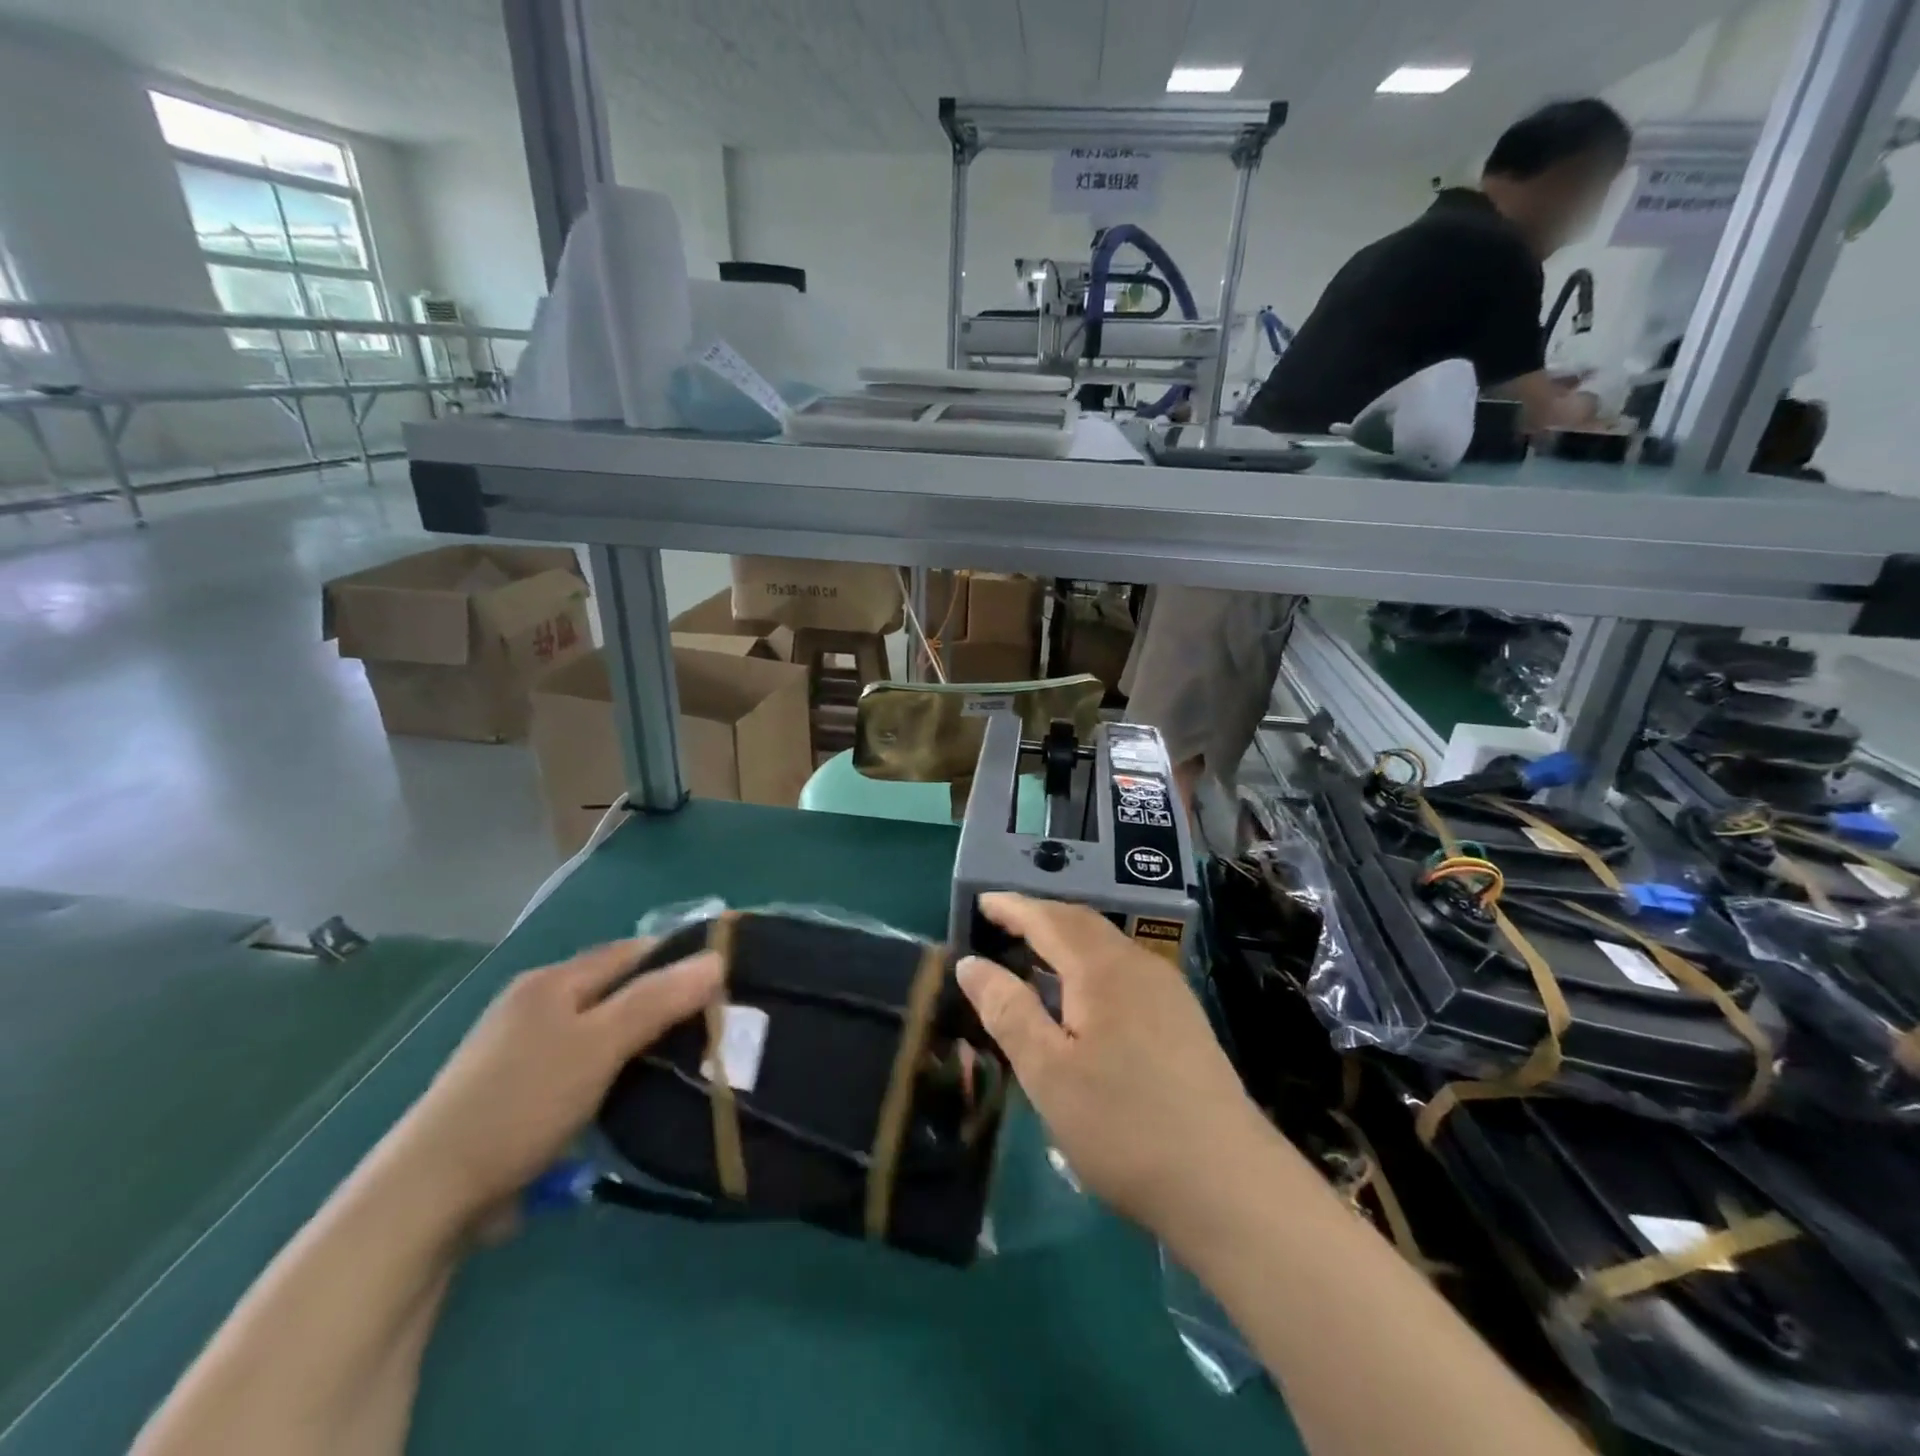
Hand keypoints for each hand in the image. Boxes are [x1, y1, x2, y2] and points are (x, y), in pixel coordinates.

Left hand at [387, 940, 721, 1228]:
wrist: (429, 1196)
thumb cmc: (522, 1103)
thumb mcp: (599, 1045)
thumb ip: (658, 999)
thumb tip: (718, 958)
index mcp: (552, 982)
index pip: (631, 951)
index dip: (678, 956)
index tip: (725, 977)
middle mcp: (535, 1005)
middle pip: (616, 989)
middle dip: (663, 1000)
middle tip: (713, 1022)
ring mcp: (521, 1050)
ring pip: (601, 1029)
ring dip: (640, 1039)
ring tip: (686, 1056)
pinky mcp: (517, 1092)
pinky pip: (583, 1064)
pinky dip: (613, 1070)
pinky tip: (633, 1092)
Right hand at [957, 893, 1270, 1239]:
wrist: (1228, 1182)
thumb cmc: (1123, 1125)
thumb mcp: (1048, 1073)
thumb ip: (1008, 1011)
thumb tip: (971, 963)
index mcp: (1102, 968)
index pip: (1049, 918)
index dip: (1013, 907)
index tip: (981, 901)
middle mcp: (1138, 965)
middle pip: (1081, 923)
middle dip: (1040, 917)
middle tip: (1002, 924)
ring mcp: (1167, 990)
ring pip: (1107, 946)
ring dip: (1067, 940)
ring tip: (1035, 956)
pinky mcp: (1183, 1018)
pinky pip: (1124, 969)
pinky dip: (1090, 965)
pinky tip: (1083, 998)